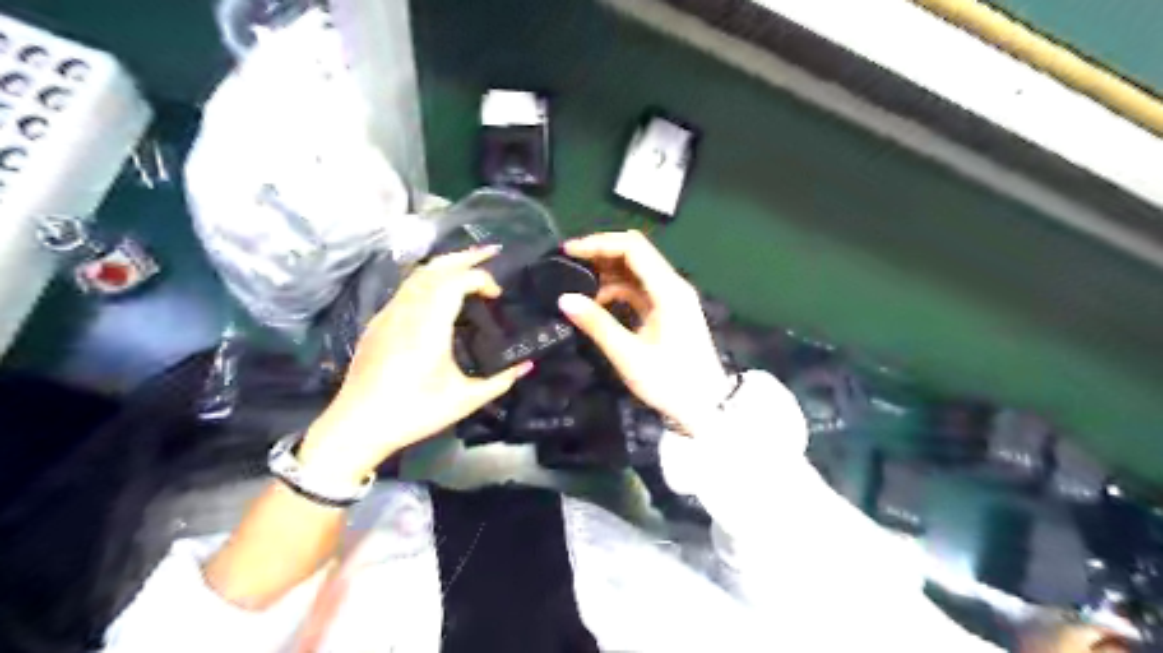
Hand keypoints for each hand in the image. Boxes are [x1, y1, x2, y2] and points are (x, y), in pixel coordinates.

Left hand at [299, 247, 534, 482]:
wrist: (356, 426)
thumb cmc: (413, 412)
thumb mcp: (464, 400)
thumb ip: (500, 381)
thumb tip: (527, 366)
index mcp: (428, 325)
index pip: (456, 281)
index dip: (481, 279)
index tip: (497, 296)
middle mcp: (406, 311)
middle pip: (435, 267)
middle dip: (465, 256)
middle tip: (491, 251)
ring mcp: (388, 314)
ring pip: (417, 275)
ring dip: (445, 265)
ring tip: (468, 266)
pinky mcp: (378, 323)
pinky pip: (406, 289)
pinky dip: (428, 280)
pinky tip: (439, 292)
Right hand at [555, 232, 724, 430]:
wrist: (706, 407)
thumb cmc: (670, 382)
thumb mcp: (629, 356)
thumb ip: (597, 324)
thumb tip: (564, 299)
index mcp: (668, 290)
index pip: (632, 247)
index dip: (599, 243)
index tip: (569, 251)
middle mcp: (672, 285)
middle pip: (635, 253)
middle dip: (600, 253)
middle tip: (568, 264)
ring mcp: (671, 297)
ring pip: (636, 270)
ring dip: (607, 272)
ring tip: (576, 283)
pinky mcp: (667, 310)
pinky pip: (639, 289)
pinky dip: (617, 290)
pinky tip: (597, 303)